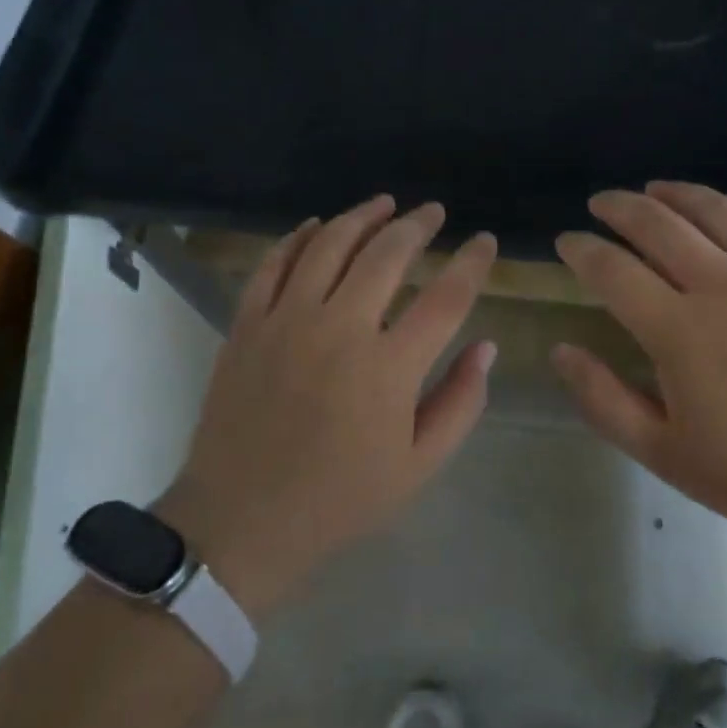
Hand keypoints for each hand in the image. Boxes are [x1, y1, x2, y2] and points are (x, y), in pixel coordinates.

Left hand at [157, 197, 497, 618]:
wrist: (240, 522)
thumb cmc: (340, 499)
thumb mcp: (418, 466)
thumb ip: (461, 402)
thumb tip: (485, 346)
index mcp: (389, 368)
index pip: (446, 297)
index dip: (471, 262)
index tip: (484, 240)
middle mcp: (340, 329)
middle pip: (387, 254)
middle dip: (417, 224)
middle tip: (433, 212)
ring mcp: (287, 321)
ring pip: (329, 245)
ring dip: (361, 217)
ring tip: (384, 204)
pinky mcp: (248, 324)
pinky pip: (273, 264)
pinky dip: (298, 237)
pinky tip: (316, 226)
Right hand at [551, 182, 726, 546]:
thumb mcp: (666, 454)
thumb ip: (605, 400)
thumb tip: (561, 351)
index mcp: (679, 330)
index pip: (613, 270)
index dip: (582, 249)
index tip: (566, 241)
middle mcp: (722, 285)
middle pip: (659, 224)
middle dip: (620, 207)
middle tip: (601, 203)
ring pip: (716, 211)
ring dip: (676, 193)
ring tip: (654, 188)